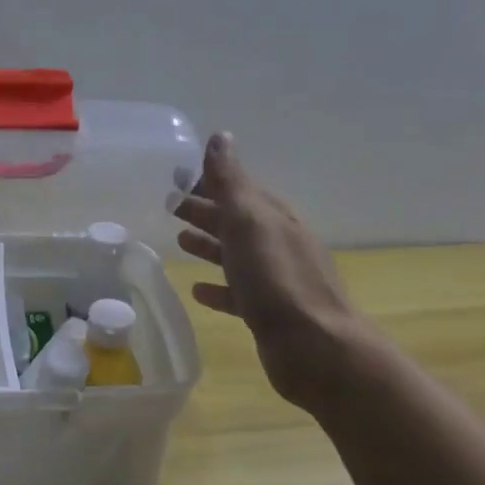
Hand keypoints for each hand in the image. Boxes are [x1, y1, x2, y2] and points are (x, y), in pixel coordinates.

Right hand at [172, 132, 384, 415]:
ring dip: (210, 245)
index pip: (239, 190)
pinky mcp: (270, 313)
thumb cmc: (276, 278)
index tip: (178, 179)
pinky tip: (198, 291)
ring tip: (179, 241)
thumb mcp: (249, 221)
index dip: (210, 183)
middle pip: (236, 221)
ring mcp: (276, 280)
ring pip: (237, 255)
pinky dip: (218, 288)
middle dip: (205, 211)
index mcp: (275, 218)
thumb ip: (230, 181)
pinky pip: (238, 292)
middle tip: (169, 207)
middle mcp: (279, 243)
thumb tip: (220, 136)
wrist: (315, 348)